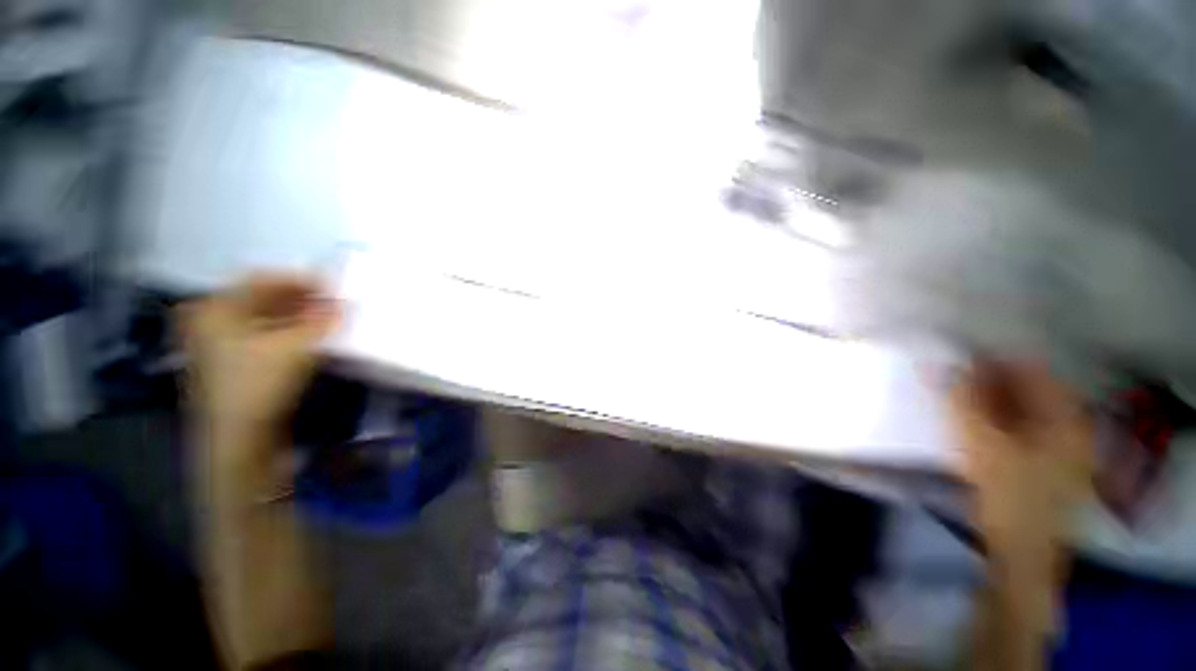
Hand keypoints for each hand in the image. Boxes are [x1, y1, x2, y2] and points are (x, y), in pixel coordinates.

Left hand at [179, 274, 338, 438]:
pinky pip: (265, 337)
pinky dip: (291, 334)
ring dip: (299, 317)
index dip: (302, 280)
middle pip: (263, 299)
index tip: (335, 287)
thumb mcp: (295, 347)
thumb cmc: (259, 385)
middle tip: (336, 304)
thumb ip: (322, 319)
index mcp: (216, 308)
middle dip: (302, 299)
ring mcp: (219, 345)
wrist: (239, 440)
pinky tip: (313, 339)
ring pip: (266, 319)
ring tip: (330, 320)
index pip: (263, 279)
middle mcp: (212, 321)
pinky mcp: (233, 365)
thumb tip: (345, 301)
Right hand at [950, 361, 1093, 546]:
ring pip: (1024, 408)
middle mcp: (1071, 425)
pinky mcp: (1047, 463)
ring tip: (957, 399)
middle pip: (1029, 388)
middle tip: (951, 379)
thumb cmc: (1008, 494)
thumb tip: (942, 364)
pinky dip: (997, 419)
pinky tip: (974, 424)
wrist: (1022, 553)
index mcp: (1065, 417)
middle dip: (989, 379)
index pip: (1030, 369)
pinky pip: (1022, 427)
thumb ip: (962, 400)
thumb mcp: (981, 443)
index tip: (956, 358)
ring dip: (991, 399)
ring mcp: (1063, 446)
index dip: (992, 359)